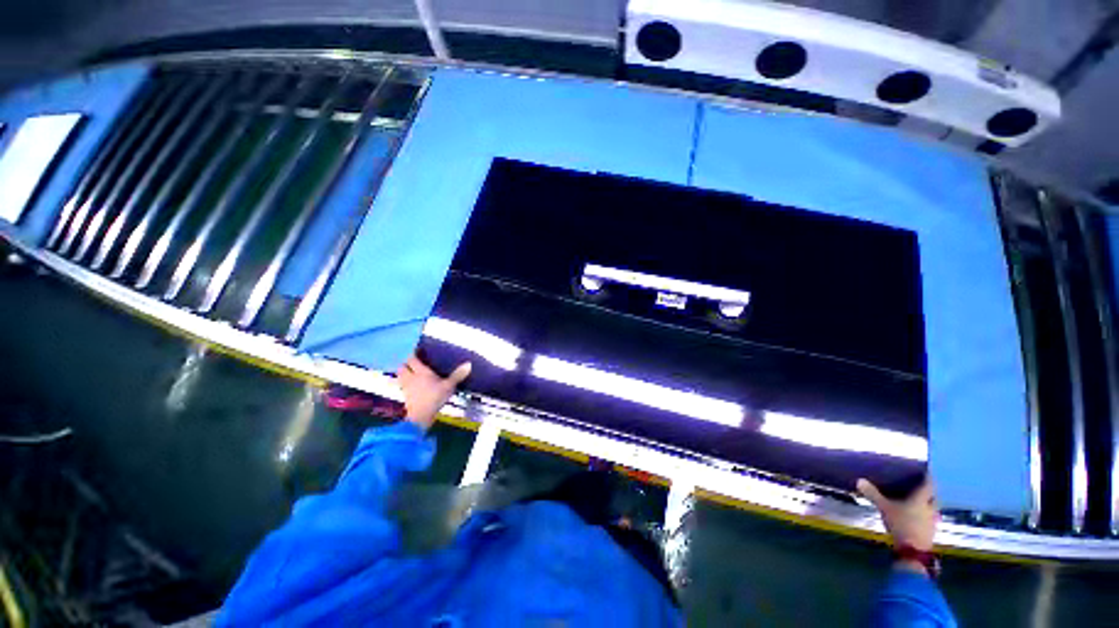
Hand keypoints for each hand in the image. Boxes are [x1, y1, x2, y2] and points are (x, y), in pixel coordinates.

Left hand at [395, 353, 471, 431]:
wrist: (421, 416)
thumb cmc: (435, 398)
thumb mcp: (449, 386)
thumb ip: (457, 375)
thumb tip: (468, 364)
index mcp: (421, 372)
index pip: (412, 359)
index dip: (412, 354)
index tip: (415, 350)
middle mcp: (411, 377)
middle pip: (402, 366)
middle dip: (405, 363)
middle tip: (411, 361)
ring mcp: (406, 387)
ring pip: (399, 376)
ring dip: (402, 372)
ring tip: (408, 371)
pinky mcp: (405, 396)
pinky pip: (401, 385)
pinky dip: (402, 383)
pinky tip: (408, 384)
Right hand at [857, 476, 938, 553]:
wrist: (913, 551)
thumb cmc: (901, 524)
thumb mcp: (884, 508)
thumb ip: (873, 494)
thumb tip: (859, 480)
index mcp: (921, 499)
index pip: (929, 485)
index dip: (928, 477)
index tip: (928, 471)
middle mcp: (930, 508)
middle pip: (933, 497)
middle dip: (929, 492)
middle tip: (922, 487)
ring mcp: (932, 521)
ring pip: (932, 508)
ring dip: (927, 504)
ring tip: (918, 502)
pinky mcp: (930, 531)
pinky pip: (929, 518)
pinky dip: (924, 515)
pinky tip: (917, 517)